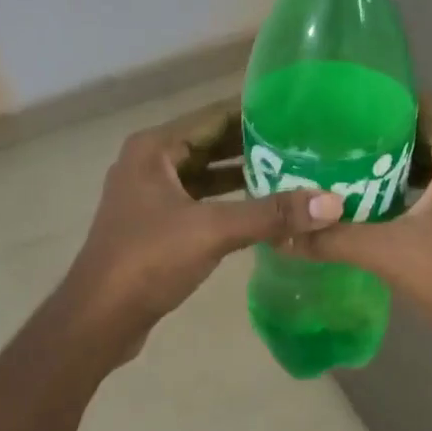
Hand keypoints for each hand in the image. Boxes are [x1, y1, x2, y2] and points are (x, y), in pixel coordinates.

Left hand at [54, 98, 342, 362]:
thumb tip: (333, 202)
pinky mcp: (157, 224)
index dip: (256, 112)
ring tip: (294, 172)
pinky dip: (230, 201)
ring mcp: (151, 195)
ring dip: (244, 175)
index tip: (300, 112)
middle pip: (212, 143)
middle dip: (255, 145)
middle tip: (305, 144)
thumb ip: (272, 214)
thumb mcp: (213, 230)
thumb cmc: (148, 260)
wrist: (98, 318)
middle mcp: (150, 163)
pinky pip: (201, 200)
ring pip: (206, 174)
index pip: (214, 115)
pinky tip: (264, 209)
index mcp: (155, 148)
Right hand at [298, 105, 431, 349]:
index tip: (345, 101)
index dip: (387, 99)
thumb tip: (281, 234)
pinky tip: (365, 194)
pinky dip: (401, 185)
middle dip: (381, 131)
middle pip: (424, 132)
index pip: (426, 106)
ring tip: (342, 158)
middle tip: (334, 132)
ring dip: (390, 160)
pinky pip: (431, 185)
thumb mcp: (384, 251)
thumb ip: (332, 238)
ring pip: (427, 161)